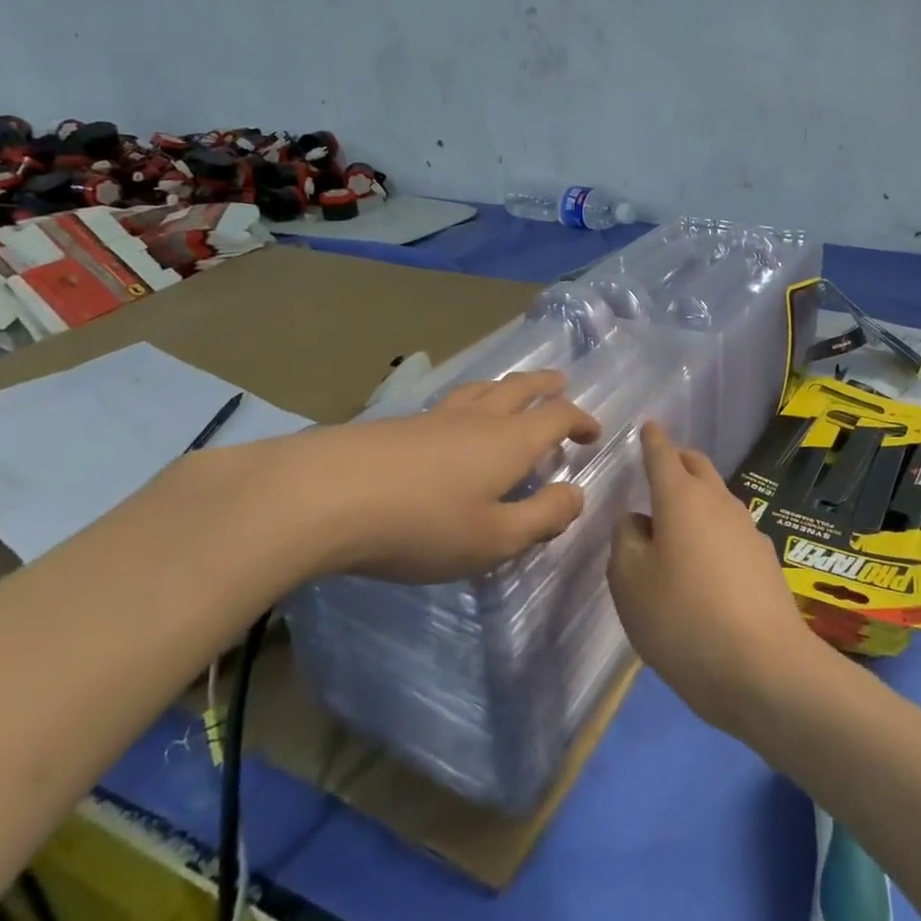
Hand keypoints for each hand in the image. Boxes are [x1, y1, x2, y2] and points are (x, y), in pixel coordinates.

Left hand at [176, 370, 600, 584]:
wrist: (327, 495)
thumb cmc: (424, 523)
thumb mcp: (495, 538)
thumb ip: (542, 517)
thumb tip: (576, 494)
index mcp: (511, 441)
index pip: (557, 417)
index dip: (580, 420)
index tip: (593, 432)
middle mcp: (479, 418)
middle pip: (520, 388)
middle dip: (545, 386)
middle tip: (560, 382)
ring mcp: (435, 416)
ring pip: (482, 389)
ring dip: (507, 387)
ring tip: (512, 391)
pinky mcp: (399, 425)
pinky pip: (450, 402)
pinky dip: (470, 402)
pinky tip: (454, 419)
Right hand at [607, 422, 825, 737]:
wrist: (764, 669)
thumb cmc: (683, 619)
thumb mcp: (630, 582)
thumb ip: (625, 540)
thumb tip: (638, 520)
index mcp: (681, 498)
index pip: (663, 454)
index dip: (652, 440)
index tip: (649, 426)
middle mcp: (718, 502)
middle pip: (698, 466)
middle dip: (678, 459)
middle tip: (660, 466)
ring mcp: (747, 530)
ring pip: (717, 497)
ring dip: (697, 498)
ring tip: (676, 523)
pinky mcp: (765, 561)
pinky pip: (730, 530)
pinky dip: (712, 531)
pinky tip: (705, 563)